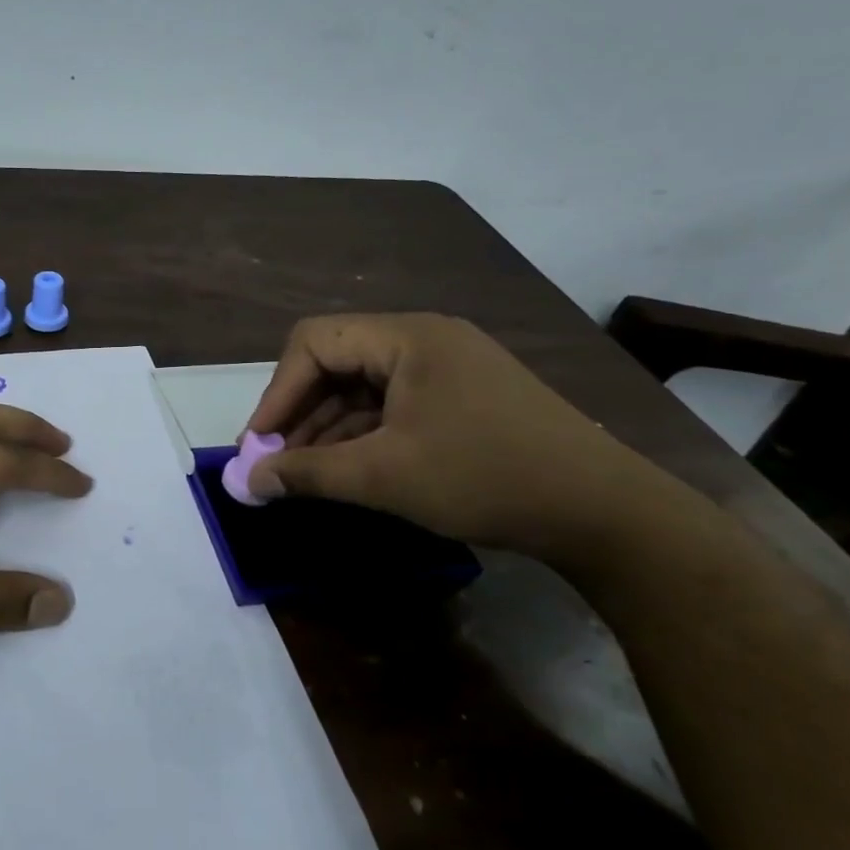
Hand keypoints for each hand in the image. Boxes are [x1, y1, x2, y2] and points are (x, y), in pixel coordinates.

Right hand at [243, 313, 662, 562]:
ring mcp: (447, 367)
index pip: (314, 343)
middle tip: (276, 463)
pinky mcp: (461, 396)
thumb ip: (307, 473)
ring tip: (304, 475)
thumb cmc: (484, 478)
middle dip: (300, 413)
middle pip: (336, 362)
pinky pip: (392, 405)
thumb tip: (246, 481)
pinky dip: (363, 434)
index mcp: (407, 336)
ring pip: (363, 387)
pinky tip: (346, 470)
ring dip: (328, 428)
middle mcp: (424, 339)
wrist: (603, 513)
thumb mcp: (384, 476)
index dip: (277, 393)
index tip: (258, 446)